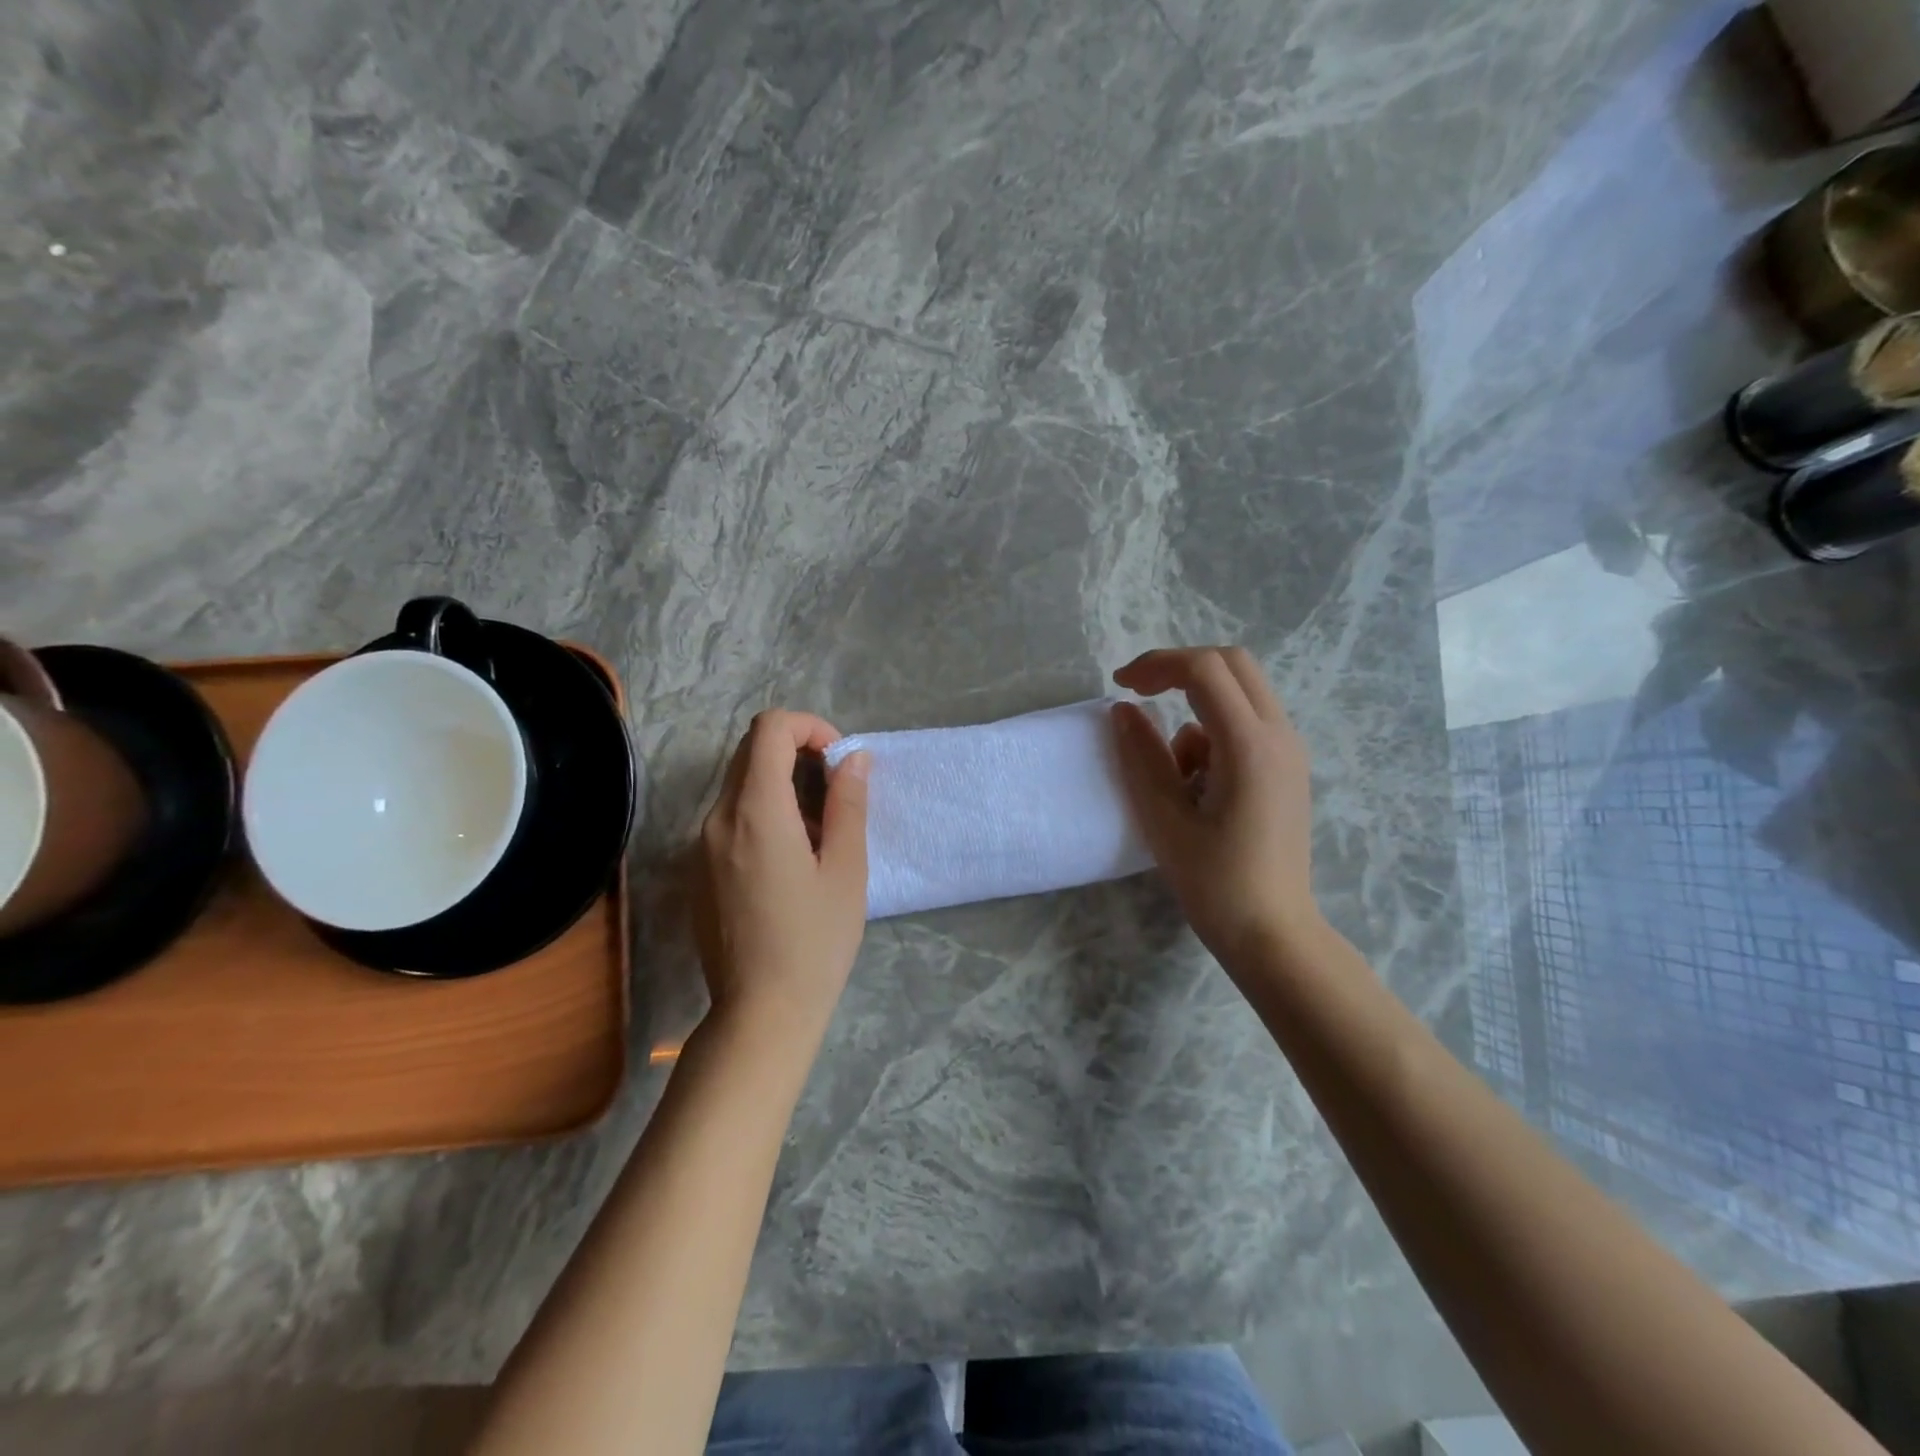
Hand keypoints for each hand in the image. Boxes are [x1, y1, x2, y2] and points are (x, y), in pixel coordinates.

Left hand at [695, 711, 869, 1037]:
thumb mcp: (846, 870)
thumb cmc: (814, 941)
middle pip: (751, 751)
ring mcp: (701, 845)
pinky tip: (790, 860)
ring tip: (819, 832)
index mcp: (755, 811)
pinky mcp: (699, 869)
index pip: (769, 729)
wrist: (760, 1012)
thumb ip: (848, 804)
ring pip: (740, 784)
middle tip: (835, 790)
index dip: (810, 727)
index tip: (839, 759)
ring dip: (781, 784)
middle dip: (797, 751)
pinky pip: (730, 817)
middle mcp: (717, 818)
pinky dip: (762, 813)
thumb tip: (853, 758)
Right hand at [1110, 647, 1321, 975]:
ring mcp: (1290, 751)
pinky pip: (1248, 723)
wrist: (1274, 933)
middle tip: (1140, 694)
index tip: (1120, 686)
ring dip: (1197, 707)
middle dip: (1179, 669)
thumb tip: (1124, 710)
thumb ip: (1141, 756)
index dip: (1157, 664)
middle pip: (1231, 664)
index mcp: (1249, 745)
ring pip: (1241, 692)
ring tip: (1174, 770)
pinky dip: (1214, 732)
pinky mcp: (1288, 768)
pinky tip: (1198, 784)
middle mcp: (1279, 735)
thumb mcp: (1164, 818)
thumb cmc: (1215, 882)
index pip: (1205, 669)